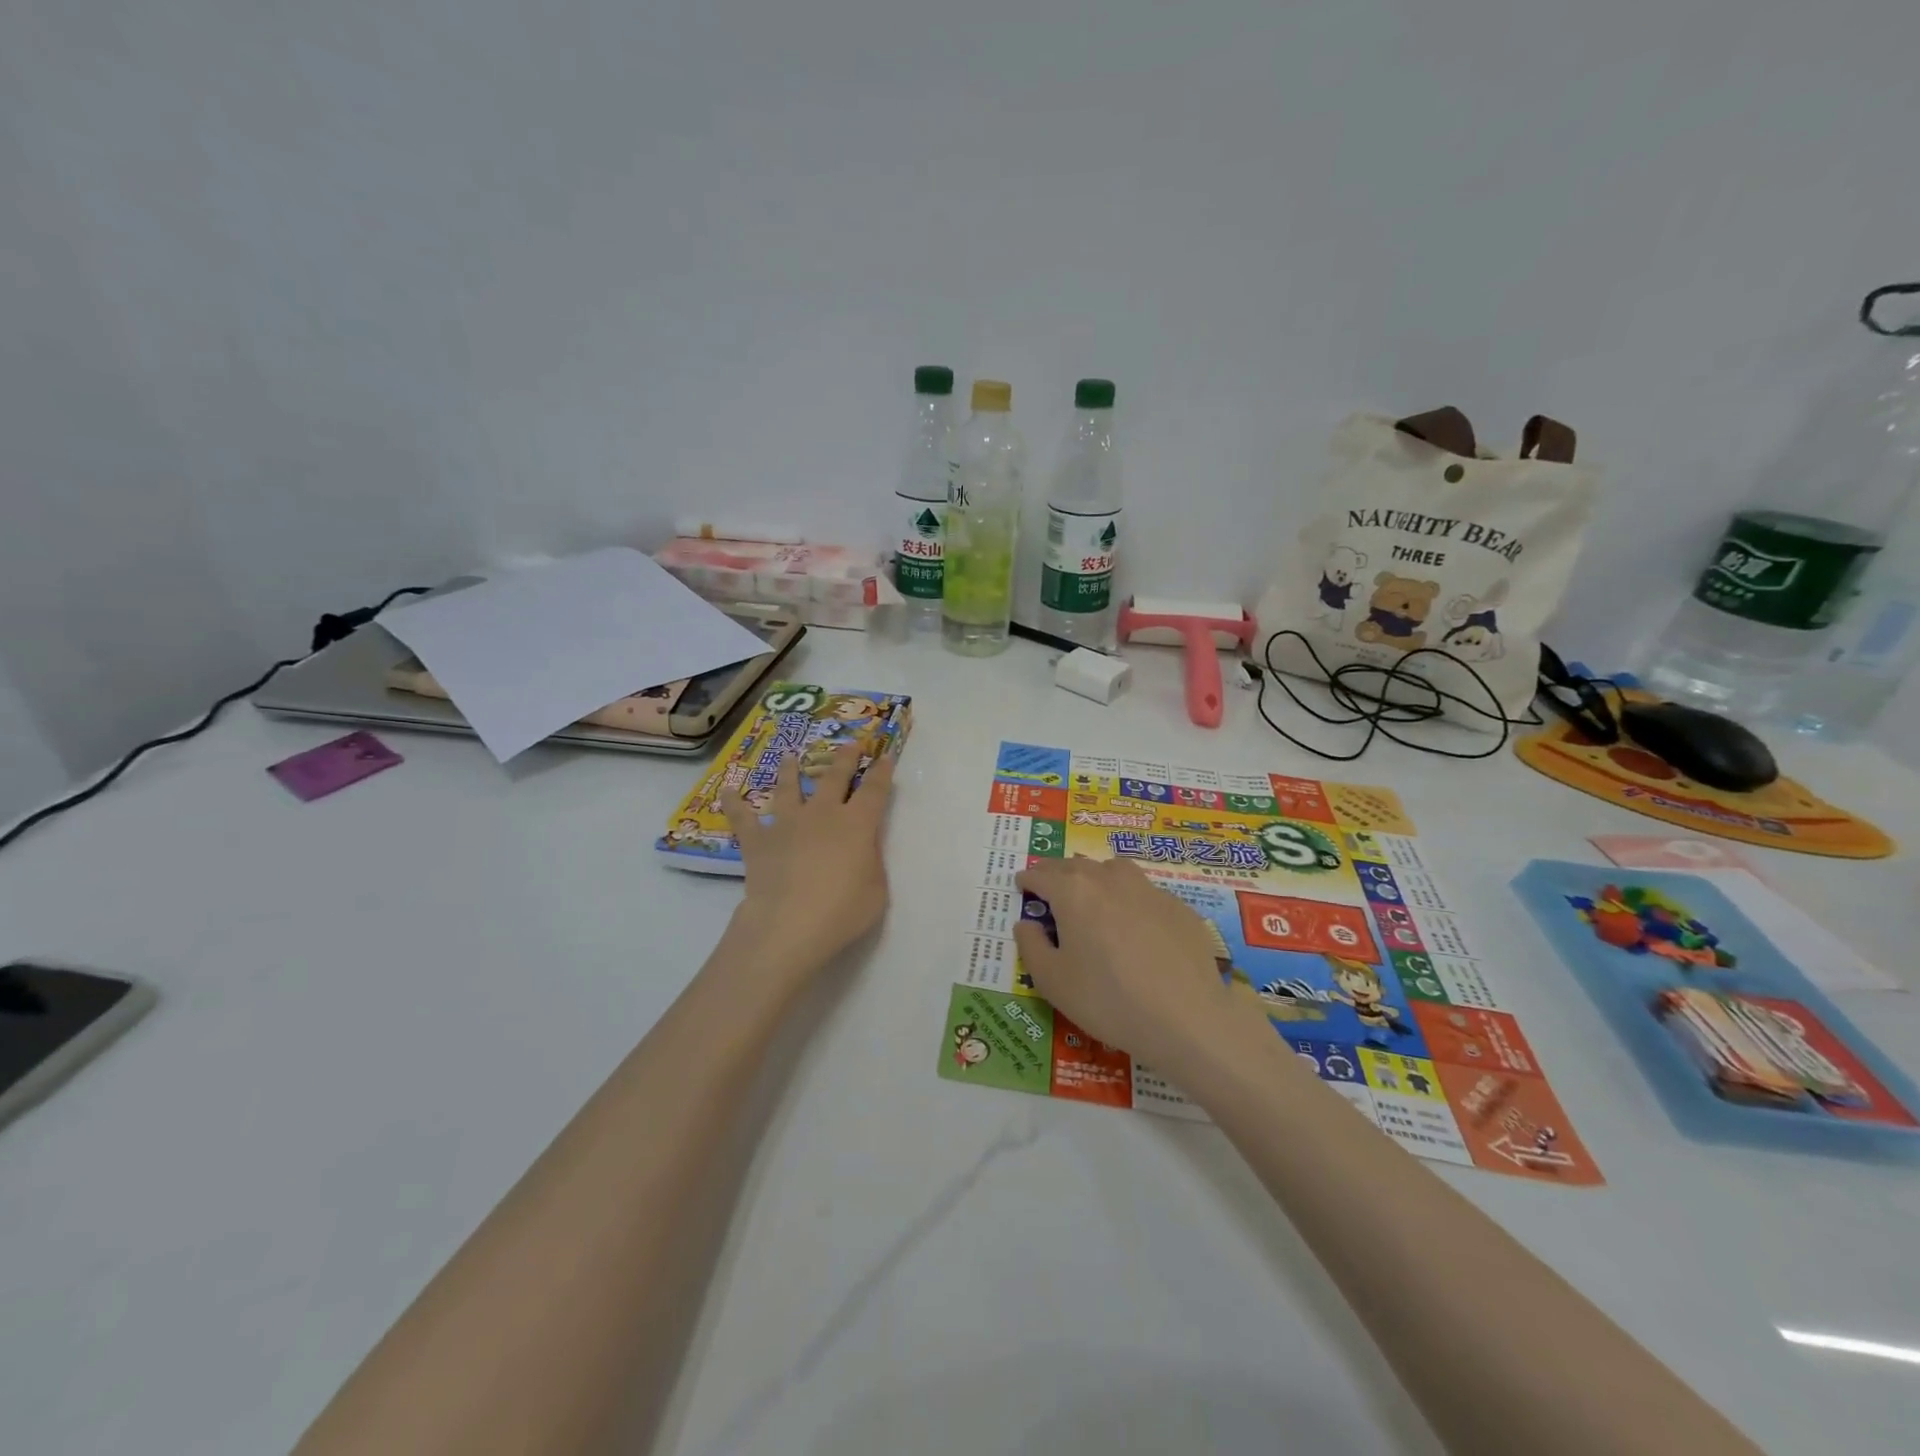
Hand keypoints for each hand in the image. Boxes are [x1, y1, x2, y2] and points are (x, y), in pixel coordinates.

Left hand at [720, 743, 895, 979]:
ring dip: (790, 771)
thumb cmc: (842, 911)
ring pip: (788, 787)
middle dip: (845, 758)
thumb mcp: (876, 890)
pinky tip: (728, 791)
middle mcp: (822, 814)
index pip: (875, 789)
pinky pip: (743, 818)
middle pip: (834, 777)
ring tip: (789, 756)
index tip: (885, 755)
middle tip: (850, 743)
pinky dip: (735, 803)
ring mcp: (787, 824)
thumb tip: (864, 847)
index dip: (882, 771)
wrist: (788, 925)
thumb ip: (872, 862)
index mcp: (857, 824)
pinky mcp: (757, 841)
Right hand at [1013, 856, 1268, 1075]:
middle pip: (1076, 866)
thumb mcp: (1053, 981)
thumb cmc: (1108, 999)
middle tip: (1051, 889)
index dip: (1028, 879)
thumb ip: (1032, 946)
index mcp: (1074, 892)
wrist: (1187, 1018)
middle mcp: (1109, 879)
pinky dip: (1130, 899)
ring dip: (1096, 877)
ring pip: (1114, 870)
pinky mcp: (1178, 907)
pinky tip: (1135, 925)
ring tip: (1093, 896)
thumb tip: (1027, 923)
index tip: (1022, 885)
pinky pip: (1145, 893)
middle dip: (1058, 874)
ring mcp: (1148, 889)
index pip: (1042, 874)